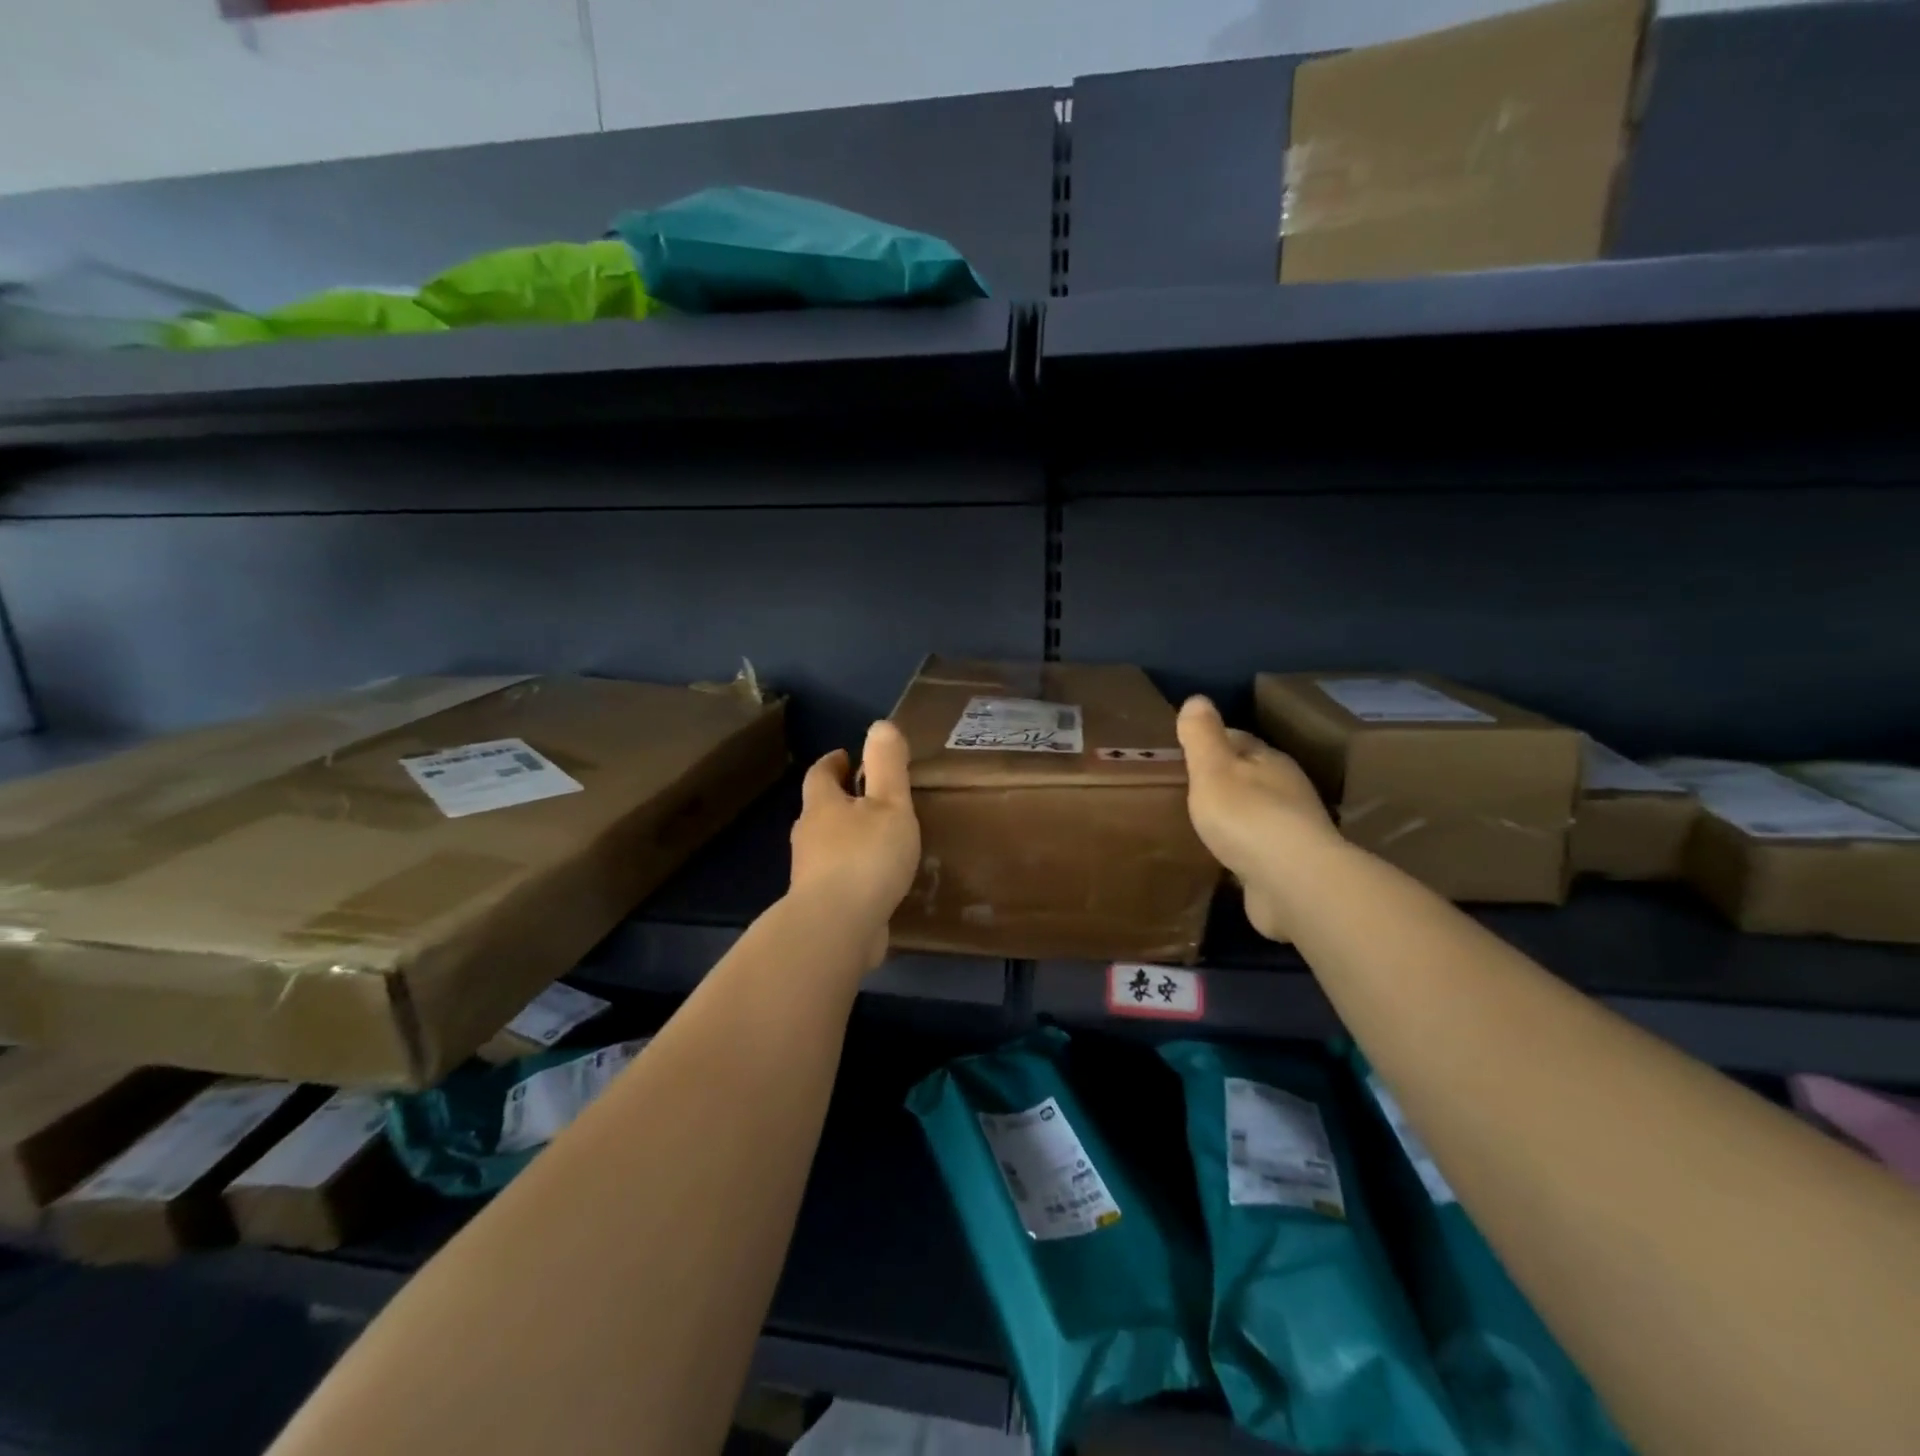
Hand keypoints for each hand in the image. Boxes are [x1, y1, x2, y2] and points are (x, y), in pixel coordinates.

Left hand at [789, 720, 921, 971]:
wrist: (835, 928)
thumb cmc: (865, 857)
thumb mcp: (889, 804)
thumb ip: (887, 766)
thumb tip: (880, 725)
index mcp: (822, 805)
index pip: (820, 774)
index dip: (834, 762)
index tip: (849, 757)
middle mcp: (808, 836)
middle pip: (820, 810)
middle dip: (840, 801)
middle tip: (870, 799)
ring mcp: (809, 873)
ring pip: (826, 846)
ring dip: (846, 839)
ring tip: (878, 841)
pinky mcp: (818, 905)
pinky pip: (836, 879)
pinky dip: (852, 873)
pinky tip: (875, 883)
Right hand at [1177, 696, 1341, 940]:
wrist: (1293, 883)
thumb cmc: (1247, 816)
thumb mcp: (1213, 768)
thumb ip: (1202, 736)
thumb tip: (1197, 698)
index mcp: (1270, 761)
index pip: (1239, 740)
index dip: (1212, 741)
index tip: (1185, 750)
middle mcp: (1287, 791)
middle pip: (1250, 777)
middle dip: (1223, 780)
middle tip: (1187, 788)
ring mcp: (1292, 832)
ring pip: (1256, 815)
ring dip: (1234, 818)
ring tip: (1201, 823)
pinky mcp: (1289, 869)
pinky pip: (1258, 851)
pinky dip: (1242, 850)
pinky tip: (1222, 859)